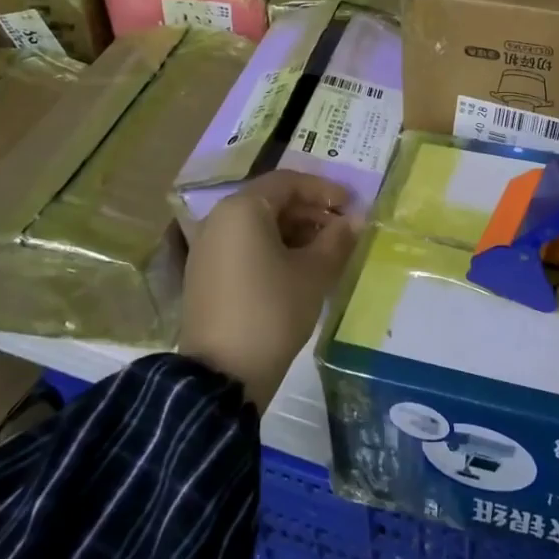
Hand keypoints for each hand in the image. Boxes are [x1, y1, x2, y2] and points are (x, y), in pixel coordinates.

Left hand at [179, 172, 358, 412]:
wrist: (222, 376)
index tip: (351, 206)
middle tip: (342, 230)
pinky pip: (244, 248)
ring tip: (325, 253)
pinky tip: (297, 272)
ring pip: (257, 226)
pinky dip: (272, 250)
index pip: (288, 182)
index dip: (324, 190)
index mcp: (242, 209)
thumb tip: (354, 221)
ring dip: (294, 232)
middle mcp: (218, 220)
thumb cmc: (272, 311)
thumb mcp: (313, 273)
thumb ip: (337, 239)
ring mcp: (207, 249)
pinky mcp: (204, 276)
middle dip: (310, 212)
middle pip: (271, 202)